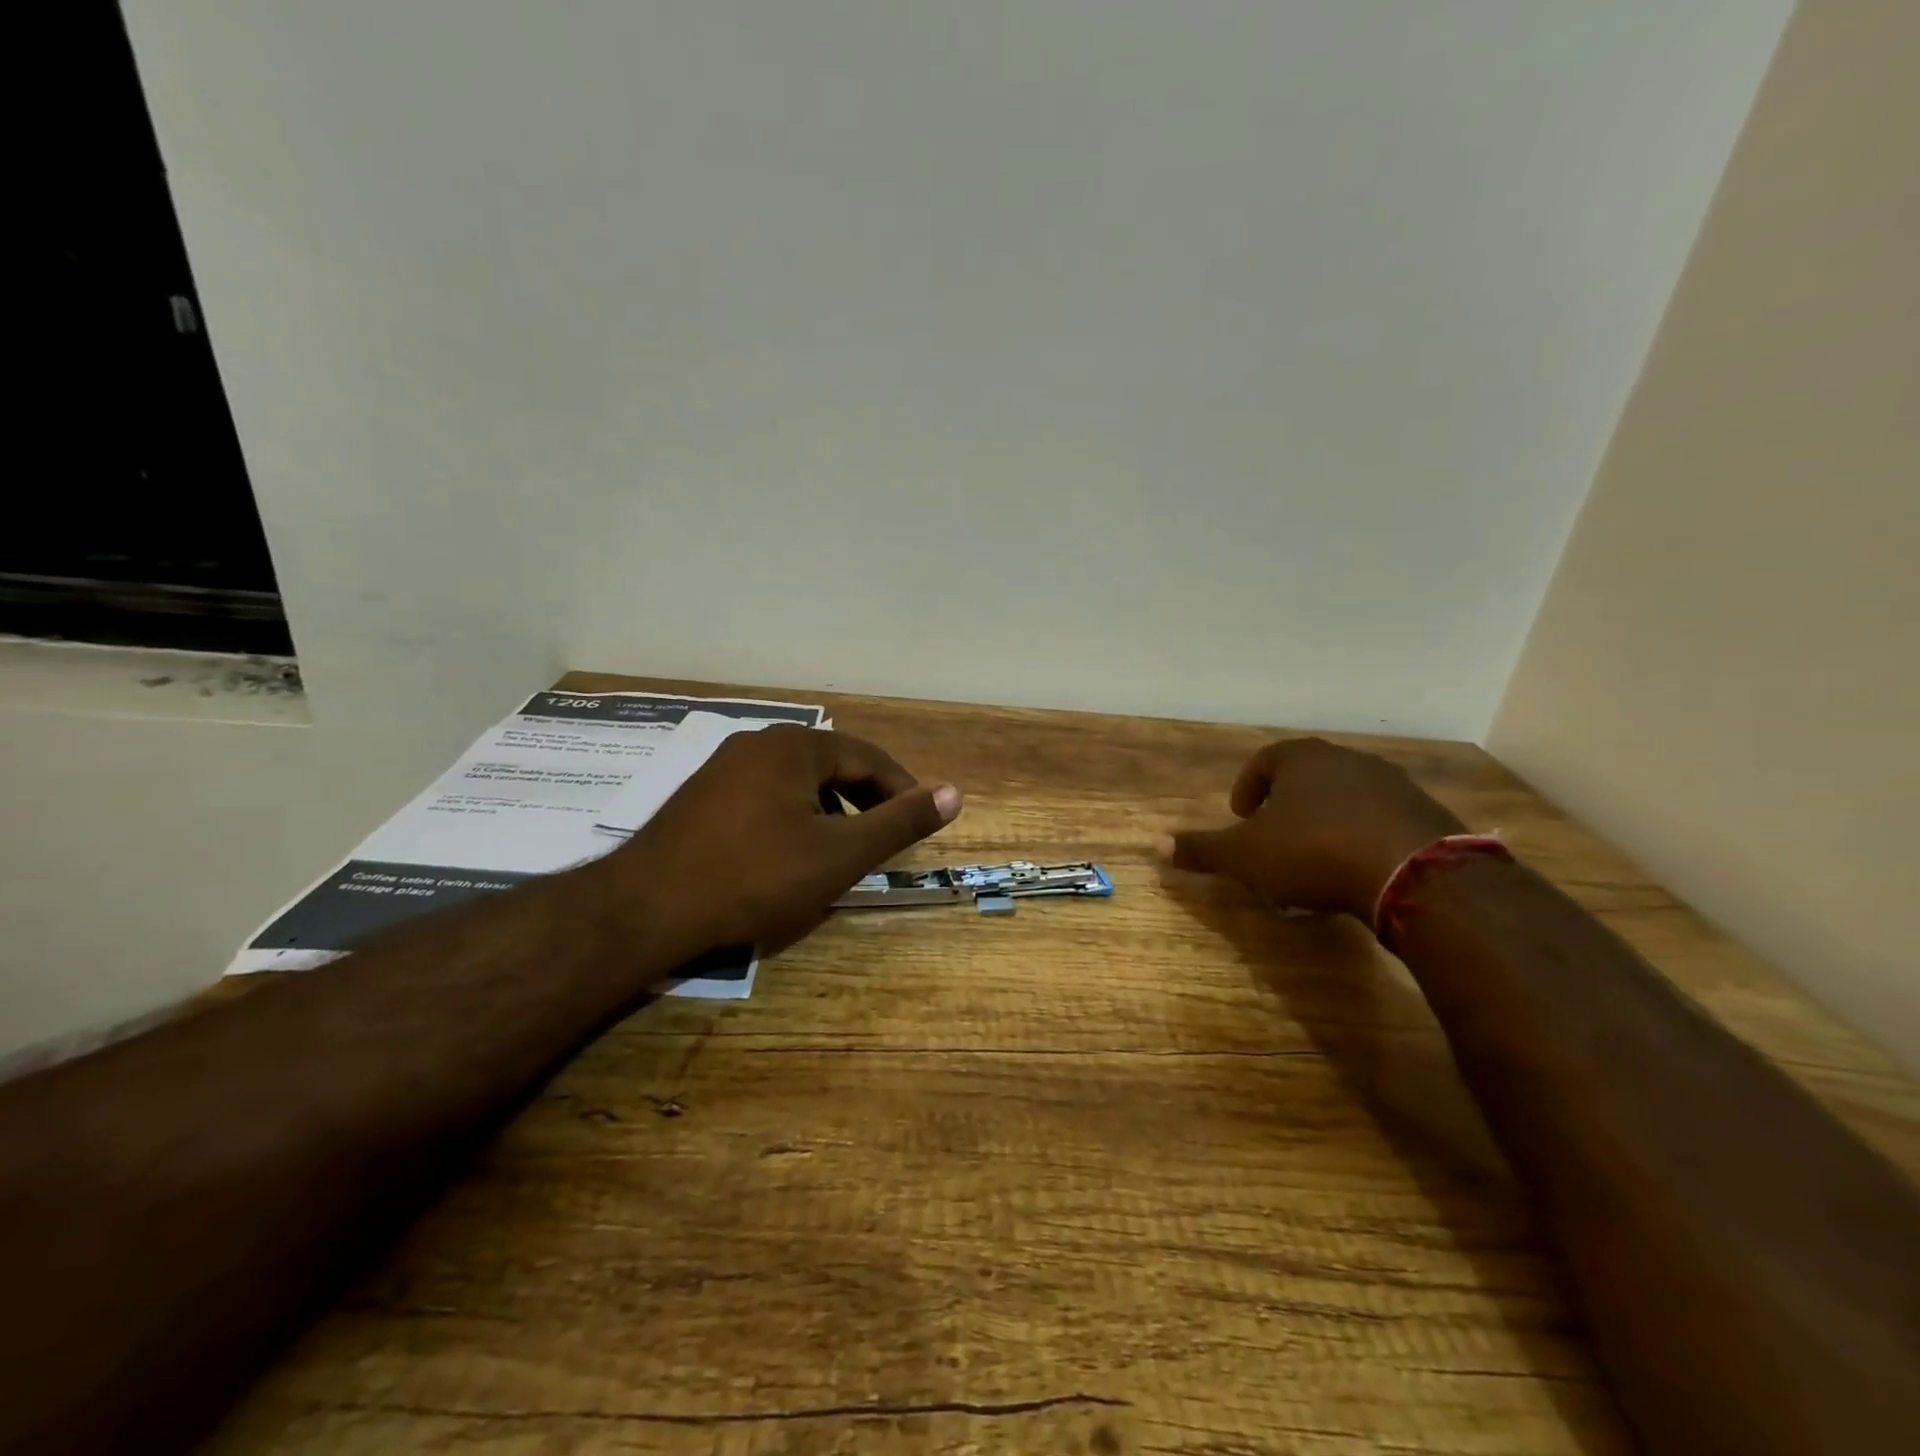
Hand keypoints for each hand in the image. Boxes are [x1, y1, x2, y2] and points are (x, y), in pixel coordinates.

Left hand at [595, 725, 961, 961]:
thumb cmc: (754, 877)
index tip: (919, 825)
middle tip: (883, 841)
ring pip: (798, 783)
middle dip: (865, 801)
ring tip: (839, 852)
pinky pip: (765, 796)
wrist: (645, 908)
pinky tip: (787, 855)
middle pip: (832, 766)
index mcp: (795, 746)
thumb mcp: (839, 854)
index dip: (902, 791)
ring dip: (829, 811)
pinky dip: (793, 818)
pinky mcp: (701, 796)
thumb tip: (954, 793)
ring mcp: (724, 767)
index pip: (868, 758)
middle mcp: (758, 742)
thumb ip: (899, 823)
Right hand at [1158, 737, 1463, 921]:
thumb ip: (1202, 849)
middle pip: (1305, 777)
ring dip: (1324, 822)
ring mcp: (1391, 784)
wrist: (1414, 873)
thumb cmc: (1313, 851)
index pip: (1264, 761)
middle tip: (1273, 841)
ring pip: (1344, 798)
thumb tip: (1155, 845)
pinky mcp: (1425, 813)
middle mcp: (1346, 760)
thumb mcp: (1245, 856)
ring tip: (1314, 861)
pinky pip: (1381, 820)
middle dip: (1285, 807)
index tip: (1241, 817)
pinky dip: (1362, 838)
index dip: (1247, 788)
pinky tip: (1357, 870)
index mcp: (1301, 759)